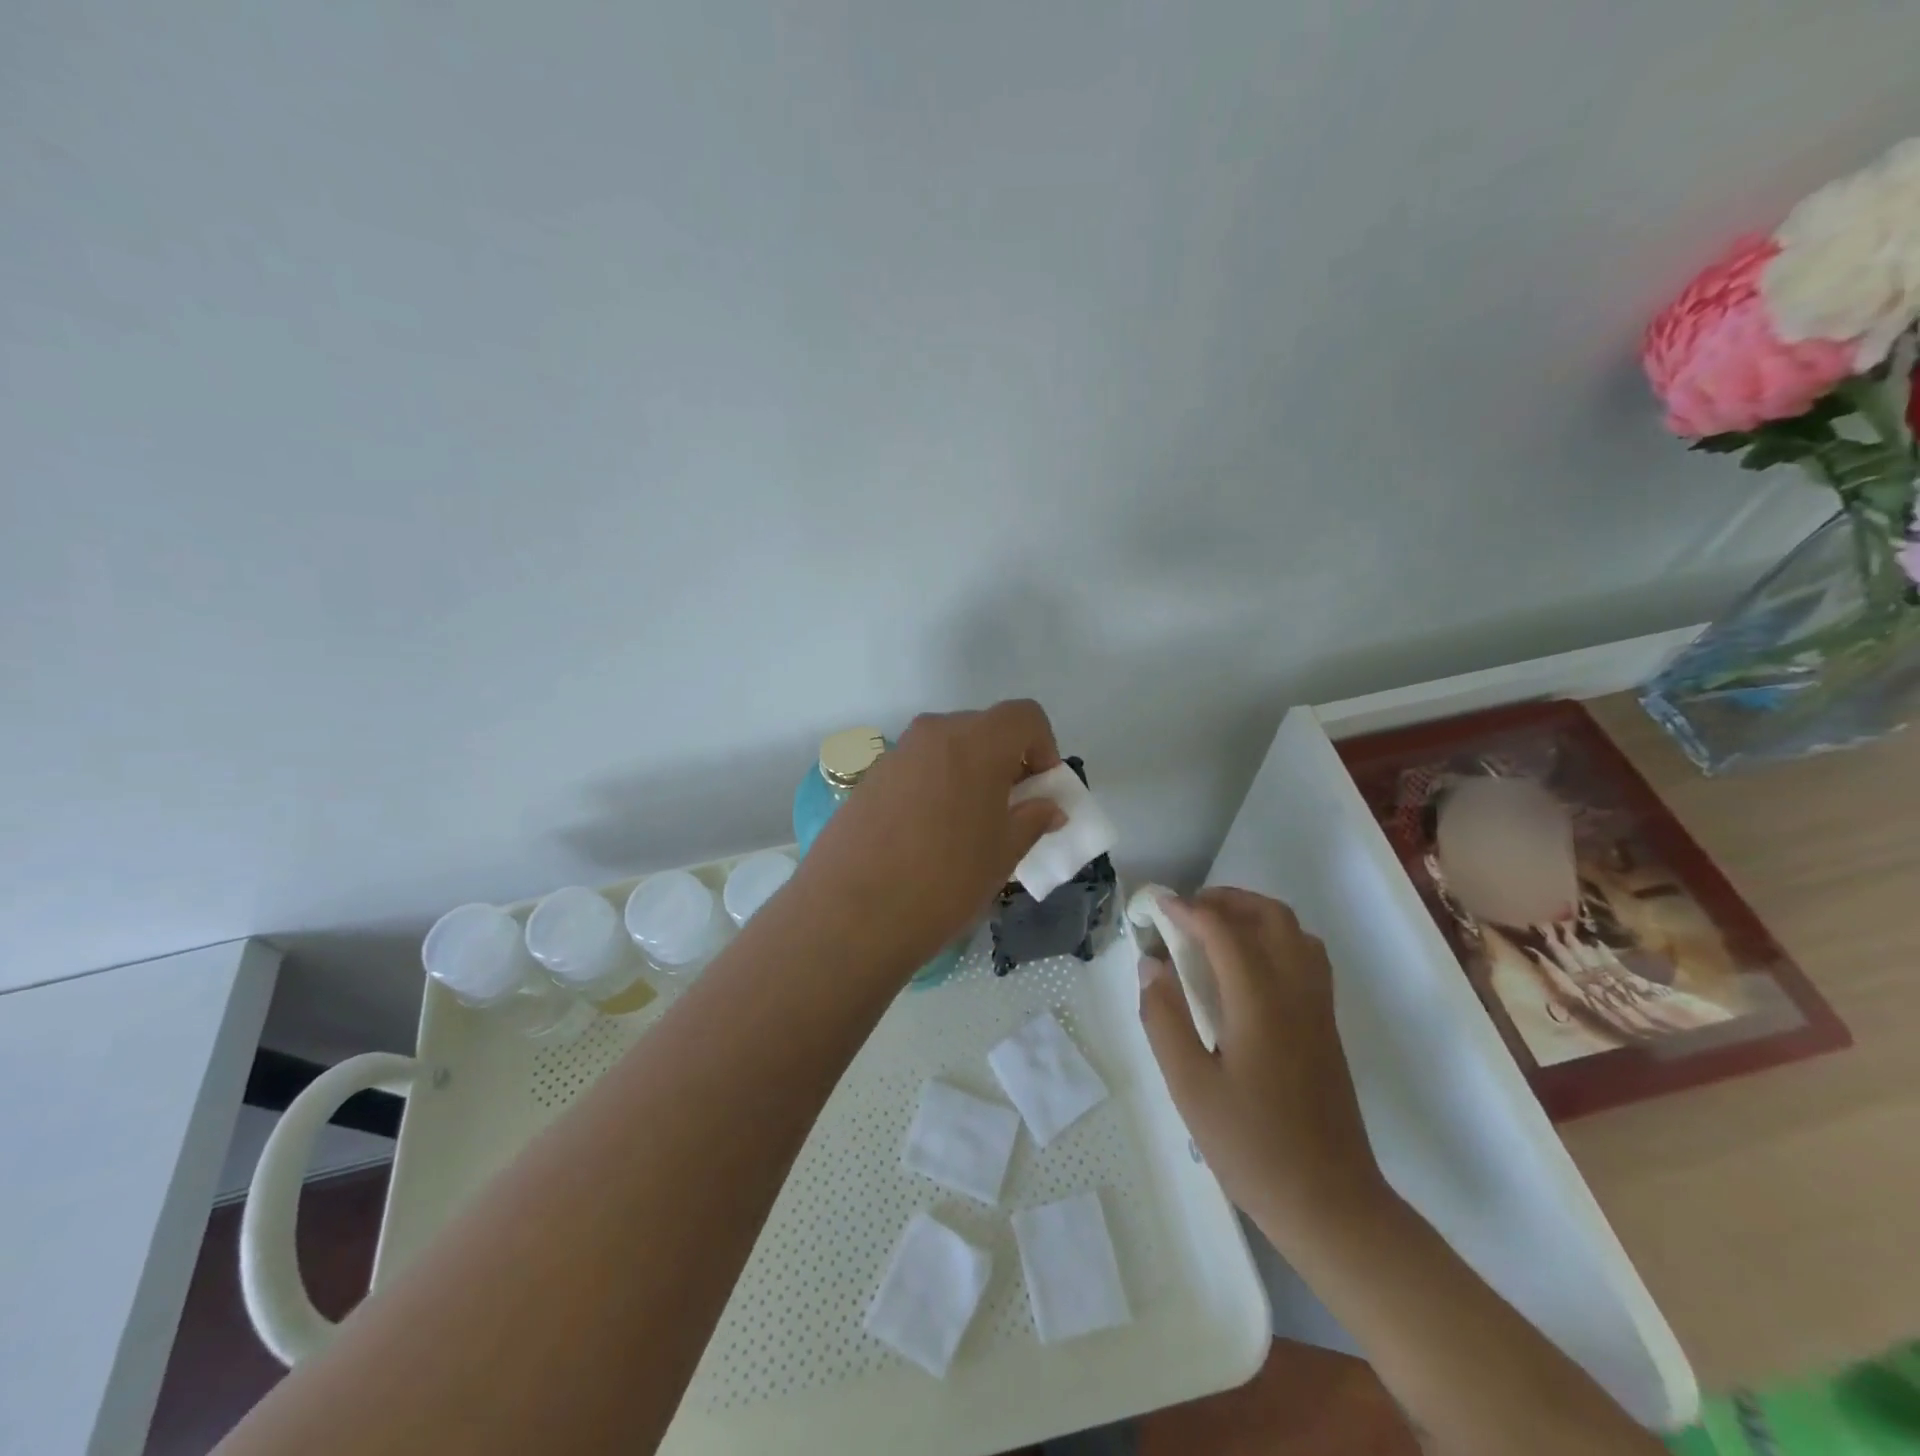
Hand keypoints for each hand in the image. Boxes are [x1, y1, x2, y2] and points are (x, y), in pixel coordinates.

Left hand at [793, 700, 1065, 974]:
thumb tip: (1049, 808)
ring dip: (968, 774)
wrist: (850, 914)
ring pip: (948, 749)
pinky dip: (935, 786)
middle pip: (984, 728)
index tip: (1040, 790)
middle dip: (1006, 761)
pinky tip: (927, 835)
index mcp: (976, 742)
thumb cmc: (944, 881)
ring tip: (966, 828)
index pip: (1024, 716)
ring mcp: (896, 754)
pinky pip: (917, 769)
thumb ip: (1033, 820)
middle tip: (1009, 810)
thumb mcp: (1002, 854)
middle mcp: (934, 734)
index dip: (1043, 747)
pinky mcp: (869, 778)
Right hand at [1138, 888, 1387, 1249]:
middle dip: (1225, 900)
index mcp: (1260, 1004)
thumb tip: (1151, 966)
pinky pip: (1306, 955)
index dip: (1188, 910)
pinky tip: (1248, 966)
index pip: (1224, 932)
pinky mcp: (1327, 1024)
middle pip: (1269, 916)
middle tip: (1186, 912)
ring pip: (1294, 930)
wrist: (1331, 1203)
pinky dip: (1276, 937)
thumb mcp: (1190, 1088)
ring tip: (1214, 929)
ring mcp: (1318, 1007)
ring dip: (1253, 914)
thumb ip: (1165, 1019)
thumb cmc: (1252, 1147)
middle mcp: (1296, 992)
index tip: (1158, 907)